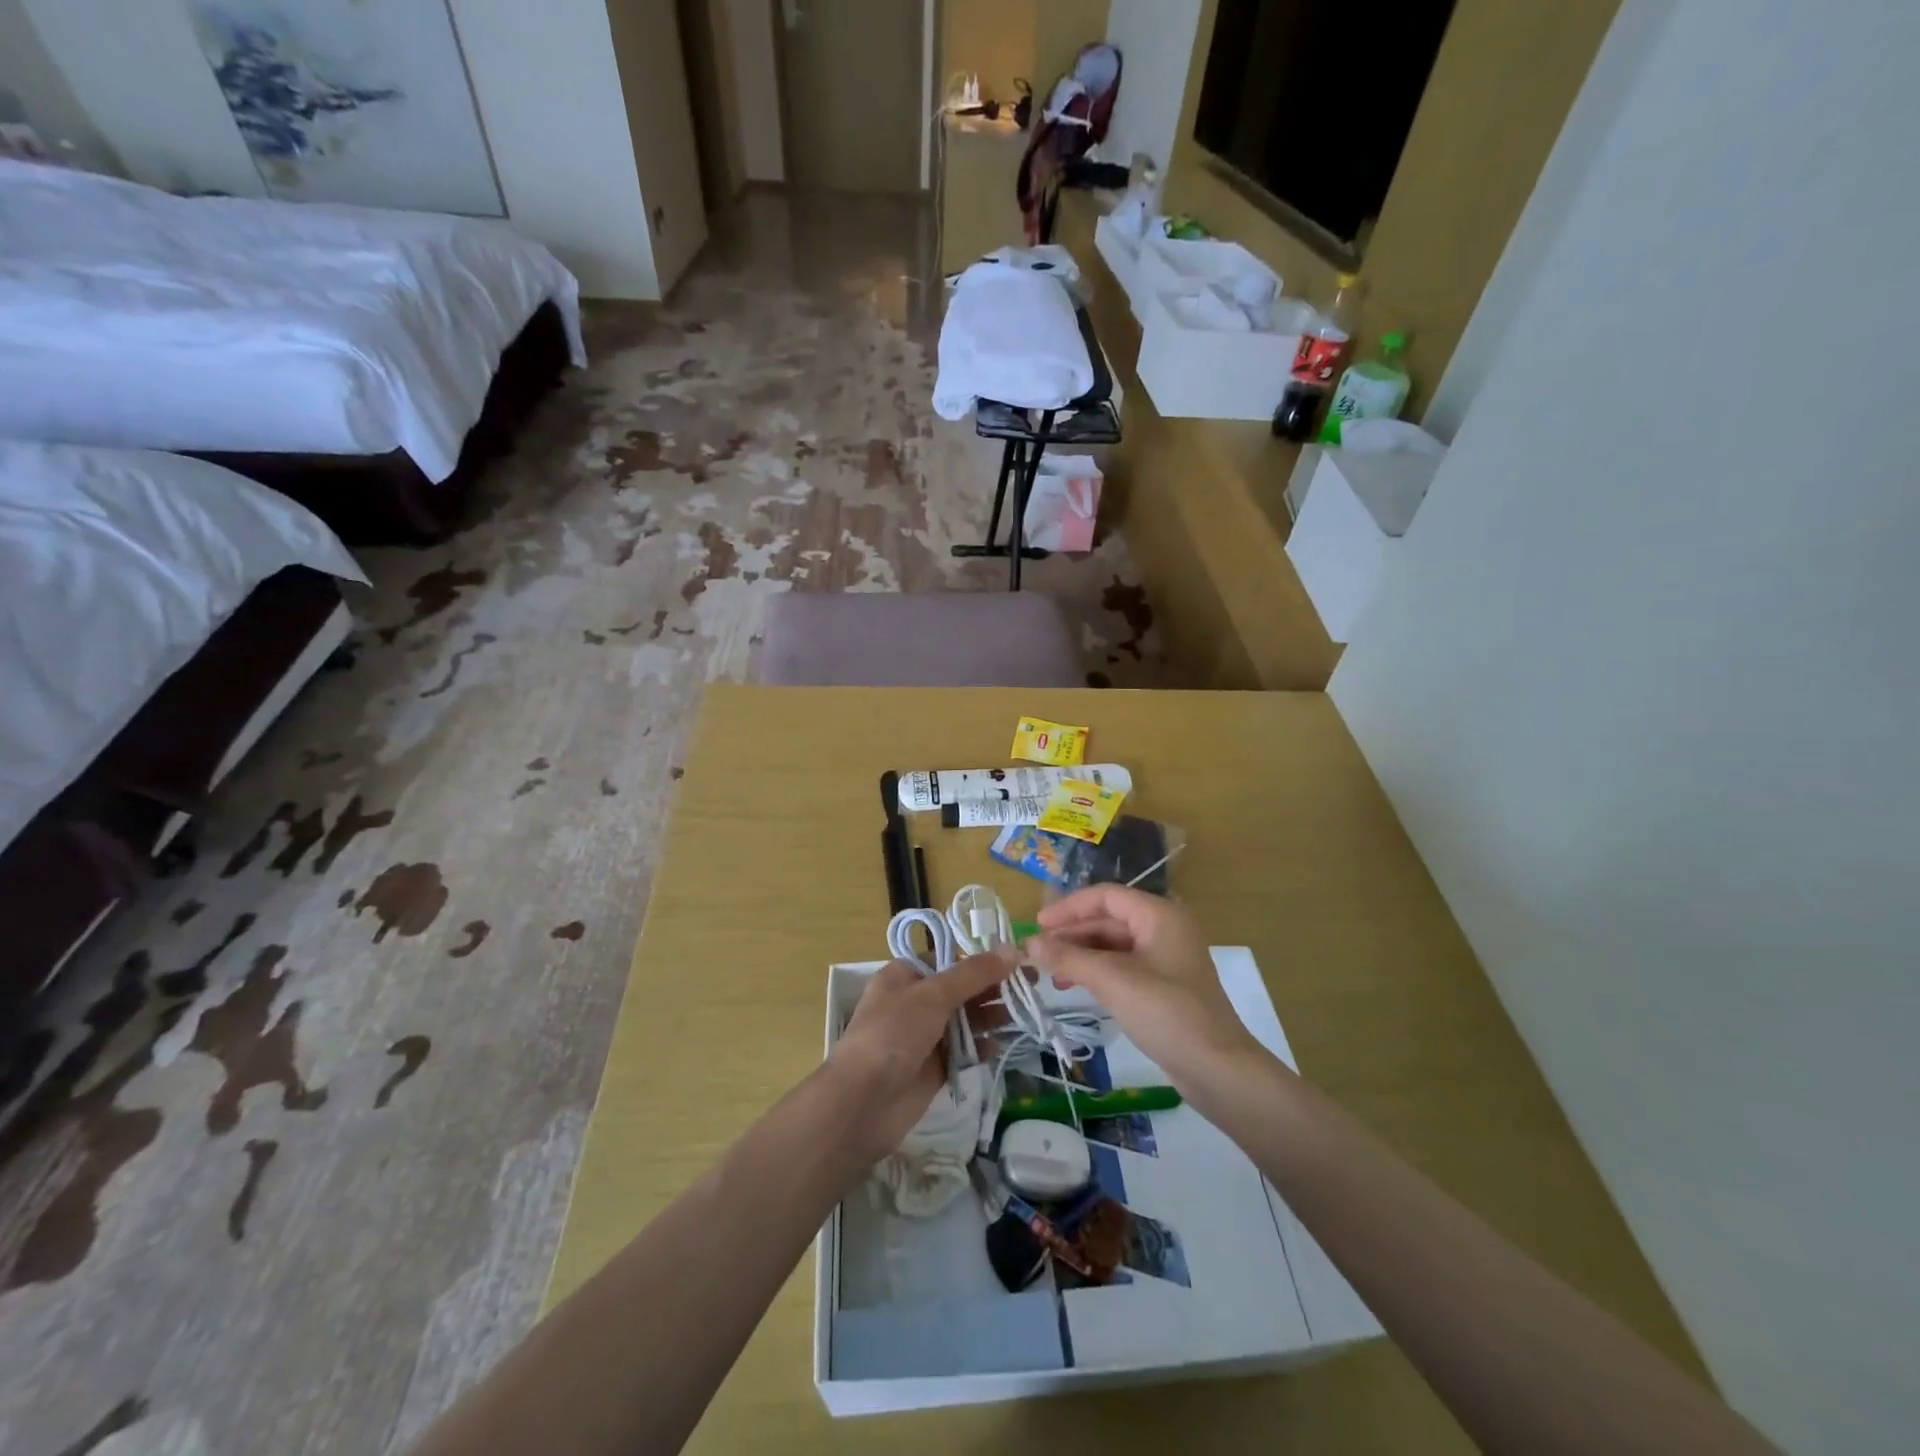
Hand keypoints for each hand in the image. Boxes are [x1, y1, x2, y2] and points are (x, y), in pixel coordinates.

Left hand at [828, 952, 1013, 1160]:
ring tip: (1021, 1013)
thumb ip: (973, 974)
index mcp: (905, 976)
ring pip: (965, 1019)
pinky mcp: (934, 1068)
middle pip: (960, 989)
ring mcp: (924, 1036)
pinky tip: (999, 1044)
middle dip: (992, 987)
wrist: (863, 1102)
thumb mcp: (932, 995)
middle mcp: (914, 1002)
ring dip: (991, 1015)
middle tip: (1030, 984)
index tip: (1014, 960)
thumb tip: (1011, 950)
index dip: (980, 959)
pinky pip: (964, 1050)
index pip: (948, 959)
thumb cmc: (893, 1034)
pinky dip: (981, 1046)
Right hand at [1026, 886, 1268, 1098]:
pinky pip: (1122, 967)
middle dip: (1072, 935)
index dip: (1069, 907)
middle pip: (1108, 920)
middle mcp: (1164, 929)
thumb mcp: (1112, 981)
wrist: (1217, 1069)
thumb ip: (1068, 958)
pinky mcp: (1164, 986)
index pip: (1105, 896)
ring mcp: (1165, 959)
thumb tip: (1029, 943)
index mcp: (1158, 915)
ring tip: (1052, 974)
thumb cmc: (1166, 1013)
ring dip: (1081, 955)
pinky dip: (1097, 973)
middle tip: (1038, 954)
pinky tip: (1076, 988)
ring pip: (1113, 946)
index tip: (1037, 925)